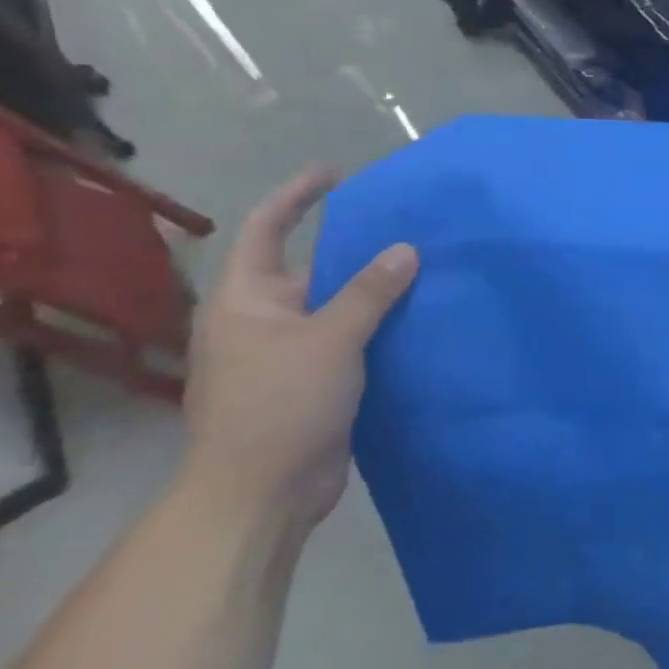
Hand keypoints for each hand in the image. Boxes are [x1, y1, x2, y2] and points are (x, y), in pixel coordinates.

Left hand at [181, 166, 417, 535]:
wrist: (261, 495)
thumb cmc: (280, 404)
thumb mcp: (330, 339)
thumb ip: (369, 292)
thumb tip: (405, 250)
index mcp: (246, 300)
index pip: (265, 229)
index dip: (296, 196)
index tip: (335, 174)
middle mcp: (262, 320)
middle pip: (310, 267)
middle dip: (354, 247)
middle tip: (404, 226)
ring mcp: (287, 354)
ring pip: (335, 306)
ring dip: (373, 289)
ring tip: (423, 266)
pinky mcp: (313, 382)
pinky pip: (349, 339)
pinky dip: (378, 325)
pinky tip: (416, 317)